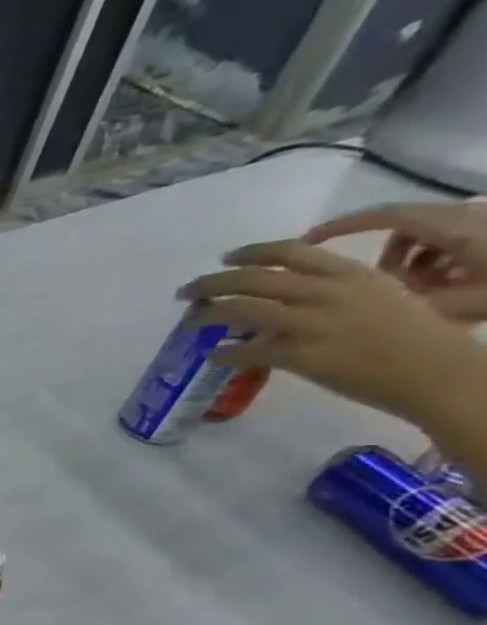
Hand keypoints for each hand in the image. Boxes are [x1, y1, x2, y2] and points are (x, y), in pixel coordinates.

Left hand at [179, 242, 485, 427]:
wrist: (438, 372)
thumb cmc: (414, 335)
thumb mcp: (379, 296)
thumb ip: (331, 290)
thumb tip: (281, 295)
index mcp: (350, 274)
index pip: (289, 252)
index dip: (249, 253)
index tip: (224, 258)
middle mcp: (328, 293)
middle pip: (252, 279)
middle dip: (210, 283)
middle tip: (186, 292)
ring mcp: (313, 325)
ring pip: (240, 310)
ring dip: (205, 315)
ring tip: (189, 322)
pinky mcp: (302, 357)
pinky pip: (246, 351)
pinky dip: (223, 353)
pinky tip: (213, 356)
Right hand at [305, 201, 486, 323]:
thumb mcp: (466, 304)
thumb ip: (410, 305)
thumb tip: (361, 311)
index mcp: (452, 228)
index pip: (382, 216)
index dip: (340, 227)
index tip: (306, 242)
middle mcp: (467, 218)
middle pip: (405, 230)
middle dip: (386, 259)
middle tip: (379, 288)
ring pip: (430, 239)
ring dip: (415, 265)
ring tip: (425, 295)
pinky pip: (455, 243)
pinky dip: (442, 264)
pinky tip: (454, 289)